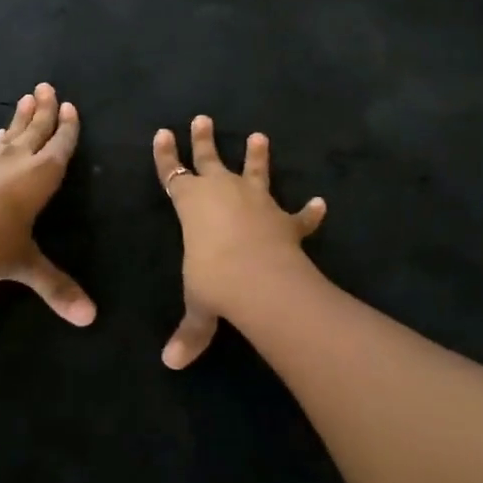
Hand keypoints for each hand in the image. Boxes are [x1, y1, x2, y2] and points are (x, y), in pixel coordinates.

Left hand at [0, 83, 96, 326]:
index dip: (67, 128)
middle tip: (46, 87)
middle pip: (35, 130)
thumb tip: (90, 320)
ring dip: (20, 118)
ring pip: (10, 134)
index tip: (70, 107)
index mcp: (41, 176)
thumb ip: (56, 287)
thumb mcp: (27, 265)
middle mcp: (17, 162)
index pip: (60, 146)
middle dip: (44, 110)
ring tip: (25, 100)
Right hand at [152, 115, 326, 368]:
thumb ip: (190, 331)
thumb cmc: (214, 280)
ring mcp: (257, 202)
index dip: (165, 155)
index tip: (162, 132)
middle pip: (209, 159)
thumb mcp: (199, 306)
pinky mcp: (285, 220)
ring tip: (260, 136)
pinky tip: (320, 203)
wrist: (260, 279)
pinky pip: (298, 214)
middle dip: (203, 139)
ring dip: (257, 156)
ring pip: (254, 171)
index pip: (172, 173)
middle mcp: (222, 193)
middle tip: (202, 118)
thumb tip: (171, 364)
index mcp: (191, 204)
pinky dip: (309, 211)